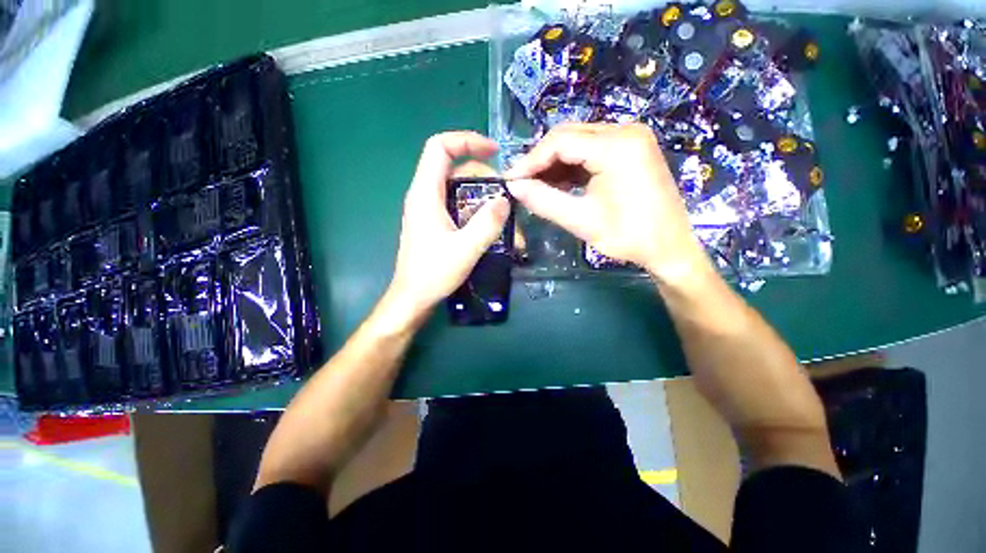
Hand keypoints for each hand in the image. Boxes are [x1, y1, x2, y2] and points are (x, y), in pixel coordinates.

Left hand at [386, 131, 510, 324]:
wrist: (413, 297)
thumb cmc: (434, 273)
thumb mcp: (466, 248)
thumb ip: (487, 223)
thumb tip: (505, 200)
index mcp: (425, 193)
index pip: (440, 147)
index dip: (467, 141)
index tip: (494, 152)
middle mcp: (424, 195)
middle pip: (454, 168)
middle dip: (483, 176)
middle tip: (505, 196)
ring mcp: (428, 210)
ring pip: (458, 188)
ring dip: (482, 197)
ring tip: (503, 216)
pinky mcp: (434, 223)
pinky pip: (457, 205)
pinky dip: (475, 210)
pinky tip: (489, 227)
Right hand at [504, 123, 709, 283]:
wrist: (670, 249)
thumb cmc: (629, 237)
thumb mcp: (581, 220)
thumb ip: (544, 201)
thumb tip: (513, 187)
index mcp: (617, 146)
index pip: (560, 141)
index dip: (531, 160)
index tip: (511, 180)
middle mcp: (625, 131)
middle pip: (569, 136)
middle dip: (542, 161)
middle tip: (522, 184)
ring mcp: (631, 139)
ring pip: (579, 142)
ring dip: (556, 164)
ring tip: (537, 187)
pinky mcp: (632, 150)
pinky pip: (593, 151)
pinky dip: (573, 166)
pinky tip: (560, 184)